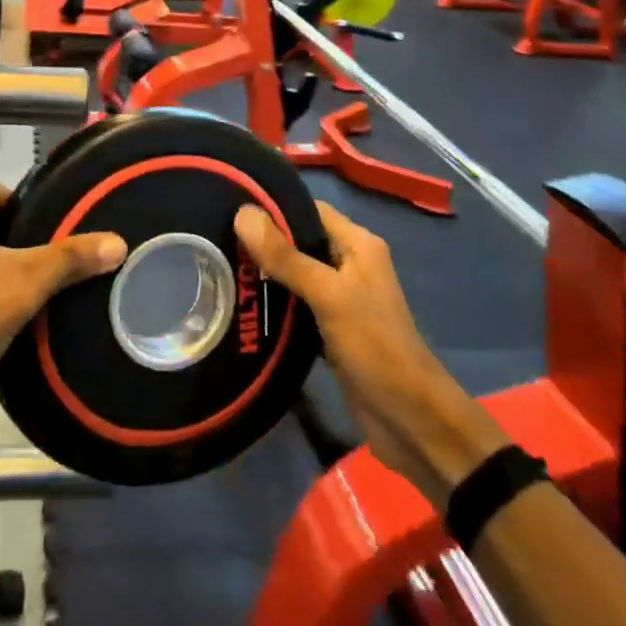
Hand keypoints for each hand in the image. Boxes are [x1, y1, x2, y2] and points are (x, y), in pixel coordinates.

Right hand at [235, 201, 502, 501]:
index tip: (229, 207)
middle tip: (216, 240)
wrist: (409, 419)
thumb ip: (286, 256)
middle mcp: (350, 265)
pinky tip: (242, 304)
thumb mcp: (328, 295)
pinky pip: (295, 304)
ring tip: (219, 268)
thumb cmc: (374, 346)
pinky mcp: (330, 329)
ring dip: (264, 273)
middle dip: (262, 241)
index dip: (273, 206)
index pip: (309, 209)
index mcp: (358, 245)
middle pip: (299, 240)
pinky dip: (273, 303)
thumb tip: (242, 212)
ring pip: (294, 274)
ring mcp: (341, 298)